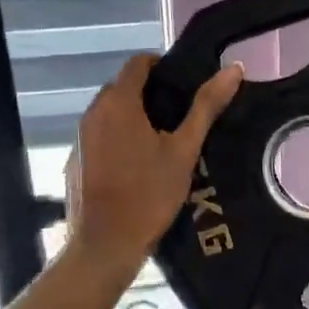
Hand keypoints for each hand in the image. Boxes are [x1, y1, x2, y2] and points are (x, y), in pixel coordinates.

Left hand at [64, 54, 242, 271]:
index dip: (162, 66)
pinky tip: (137, 164)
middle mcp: (92, 112)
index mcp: (118, 102)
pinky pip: (99, 136)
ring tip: (163, 138)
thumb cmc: (149, 194)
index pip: (138, 63)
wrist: (105, 245)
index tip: (185, 83)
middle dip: (150, 92)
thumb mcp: (184, 150)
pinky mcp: (74, 160)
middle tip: (180, 113)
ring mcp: (79, 137)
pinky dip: (117, 138)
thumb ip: (207, 106)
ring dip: (133, 116)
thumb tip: (233, 68)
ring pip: (110, 112)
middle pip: (122, 87)